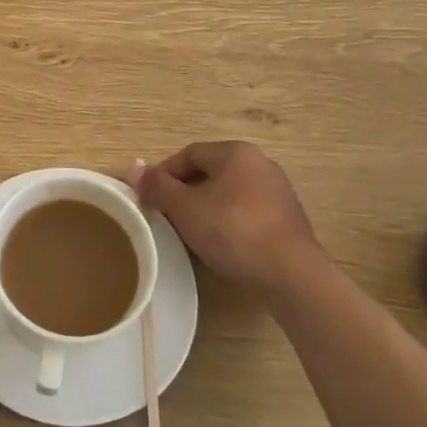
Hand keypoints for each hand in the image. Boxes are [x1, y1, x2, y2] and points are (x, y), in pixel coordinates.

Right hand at [133, 142, 330, 296]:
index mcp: (236, 152)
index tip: (149, 198)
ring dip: (205, 206)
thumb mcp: (186, 209)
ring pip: (228, 191)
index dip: (164, 173)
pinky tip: (220, 242)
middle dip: (184, 190)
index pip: (189, 154)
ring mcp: (277, 190)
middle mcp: (260, 163)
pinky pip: (246, 210)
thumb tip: (135, 168)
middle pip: (210, 171)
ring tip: (189, 230)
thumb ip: (159, 187)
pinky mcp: (286, 217)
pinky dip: (228, 220)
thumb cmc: (233, 231)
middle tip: (165, 215)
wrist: (290, 273)